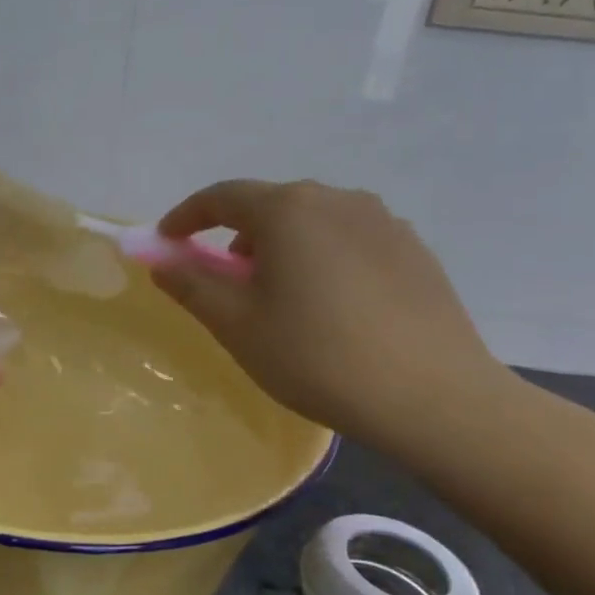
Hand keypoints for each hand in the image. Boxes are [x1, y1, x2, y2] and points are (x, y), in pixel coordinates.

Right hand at [153, 180, 509, 452]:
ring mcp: (382, 220)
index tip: (167, 242)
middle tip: (227, 280)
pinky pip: (350, 240)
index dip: (186, 217)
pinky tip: (333, 306)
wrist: (432, 397)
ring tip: (282, 296)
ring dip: (282, 247)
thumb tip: (162, 261)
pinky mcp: (413, 248)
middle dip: (237, 236)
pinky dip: (323, 258)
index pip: (221, 197)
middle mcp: (336, 199)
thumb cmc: (317, 357)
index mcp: (287, 210)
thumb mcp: (238, 325)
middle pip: (270, 206)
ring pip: (313, 222)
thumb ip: (191, 285)